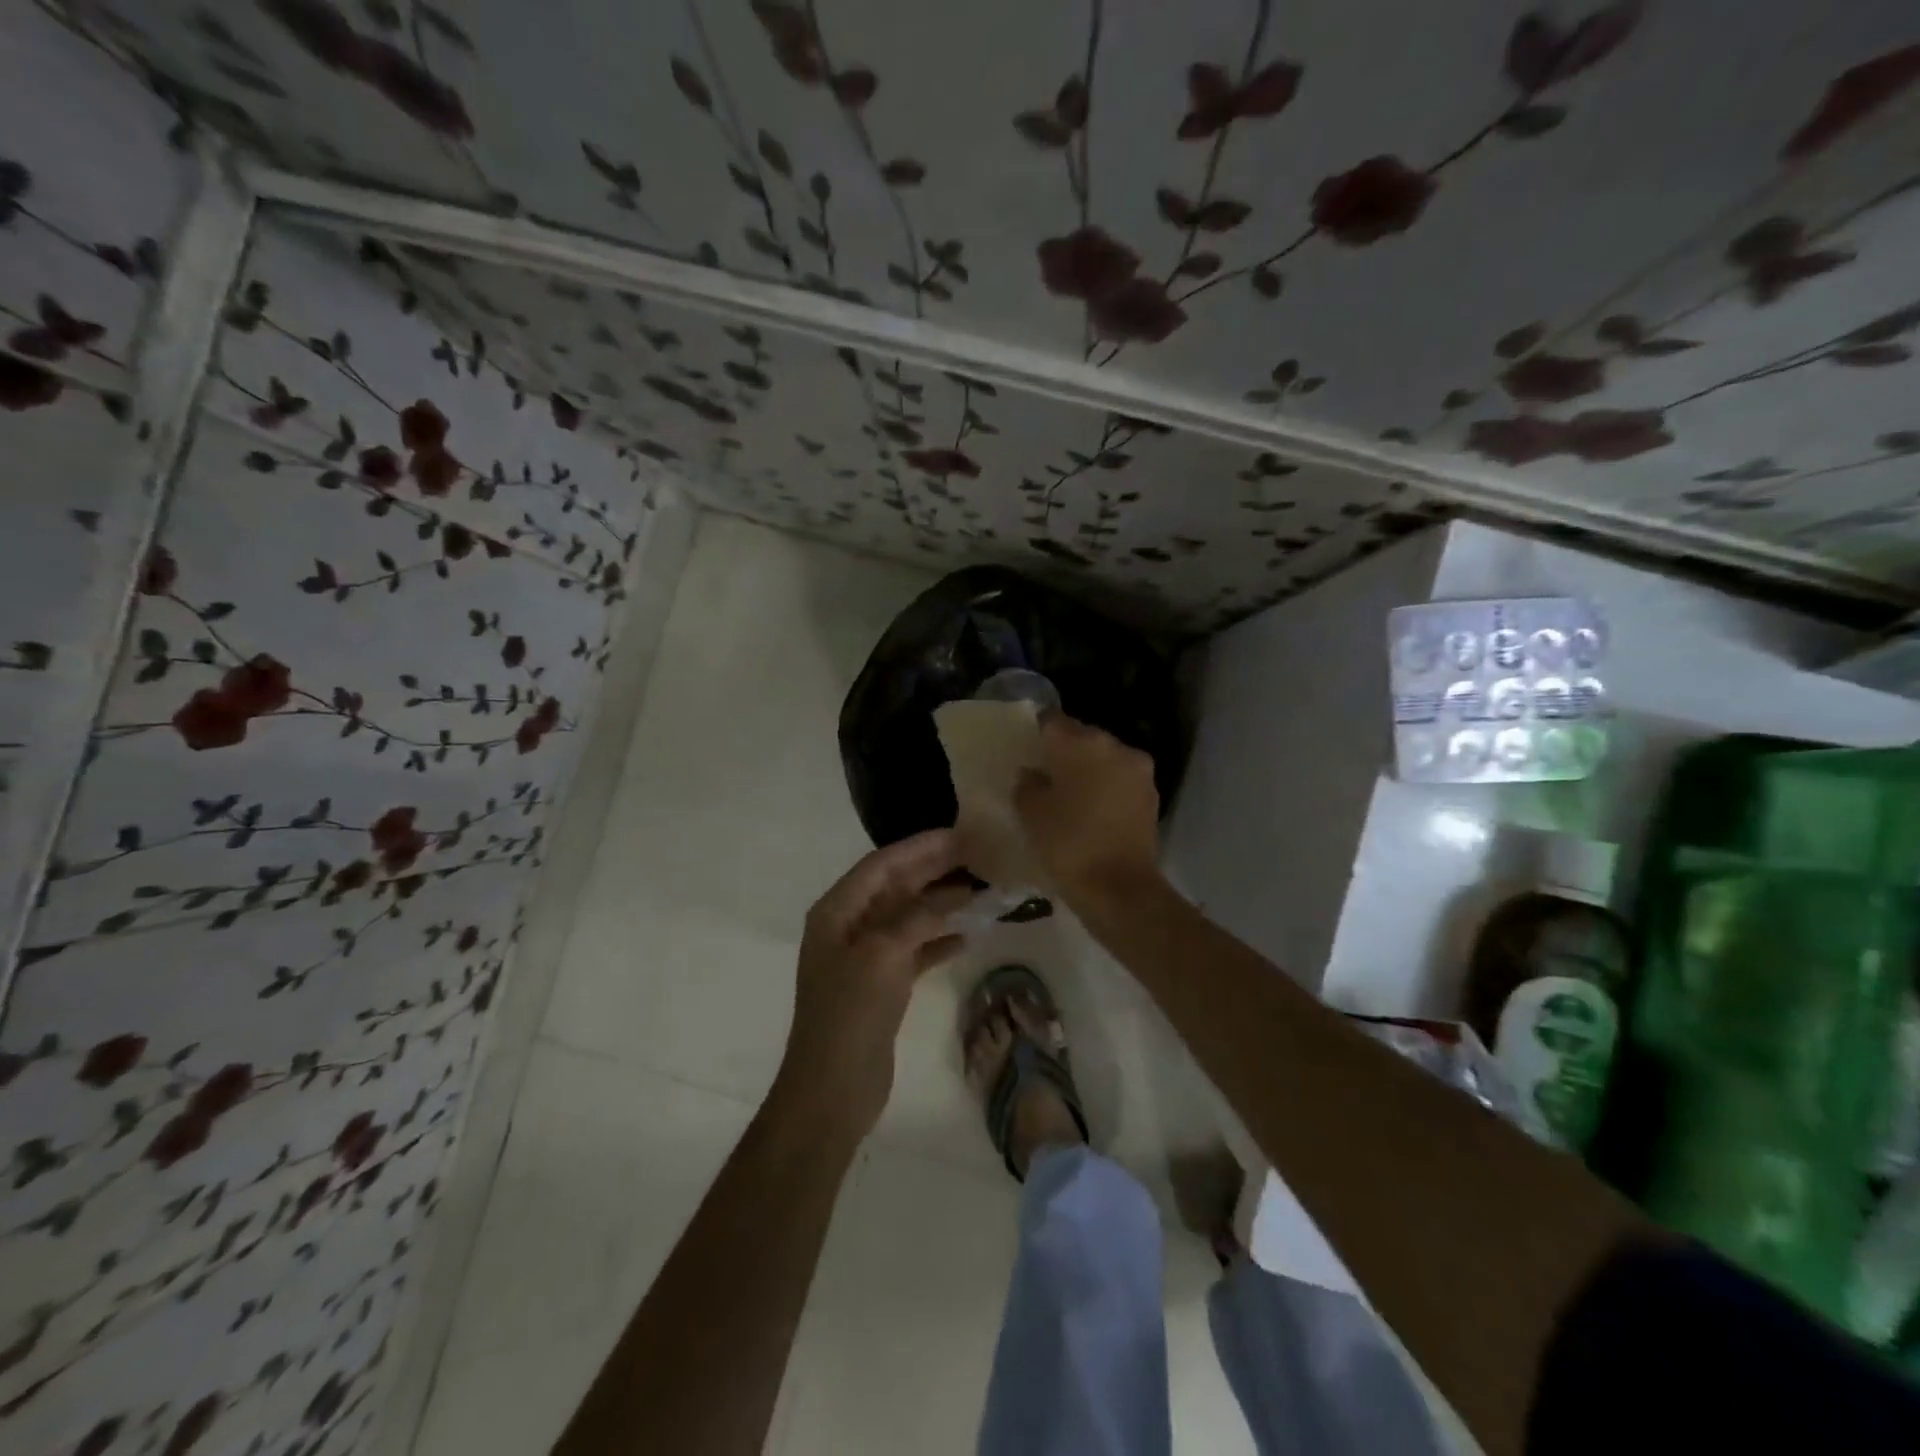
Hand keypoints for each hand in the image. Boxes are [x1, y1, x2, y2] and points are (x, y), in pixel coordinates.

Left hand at [771, 829, 971, 1141]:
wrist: (831, 1090)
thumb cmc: (850, 1015)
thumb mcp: (882, 955)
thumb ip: (917, 917)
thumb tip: (953, 894)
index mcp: (837, 912)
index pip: (881, 865)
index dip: (919, 847)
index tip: (958, 833)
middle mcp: (848, 927)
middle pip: (895, 887)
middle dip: (933, 870)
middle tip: (977, 854)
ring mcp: (864, 958)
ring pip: (908, 918)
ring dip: (940, 904)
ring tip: (980, 891)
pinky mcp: (881, 986)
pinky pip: (913, 951)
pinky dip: (938, 941)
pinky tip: (967, 936)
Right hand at [1015, 714, 1163, 907]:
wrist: (1120, 888)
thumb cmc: (1068, 844)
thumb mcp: (1031, 813)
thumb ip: (1027, 784)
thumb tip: (1033, 773)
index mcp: (1081, 742)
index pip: (1051, 720)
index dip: (1036, 732)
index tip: (1026, 749)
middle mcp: (1114, 746)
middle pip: (1082, 737)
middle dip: (1064, 752)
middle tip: (1045, 774)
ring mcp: (1137, 770)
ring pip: (1104, 759)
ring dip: (1088, 770)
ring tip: (1069, 795)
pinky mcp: (1151, 795)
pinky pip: (1120, 781)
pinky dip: (1105, 788)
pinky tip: (1092, 810)